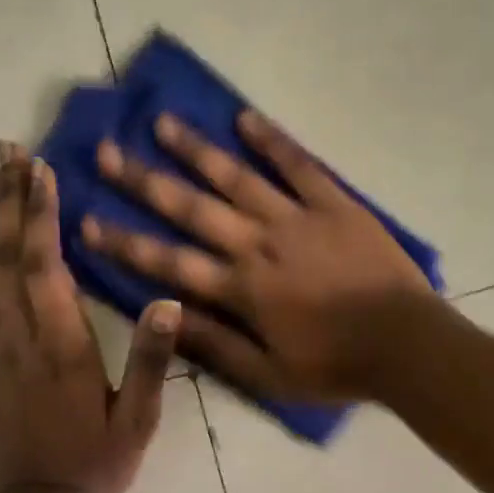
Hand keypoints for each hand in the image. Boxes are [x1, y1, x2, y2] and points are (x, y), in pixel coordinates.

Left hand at [0, 142, 180, 492]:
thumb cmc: (95, 462)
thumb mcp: (138, 420)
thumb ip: (150, 360)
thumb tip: (168, 301)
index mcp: (62, 343)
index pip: (47, 265)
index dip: (42, 213)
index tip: (40, 168)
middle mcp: (22, 335)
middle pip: (12, 255)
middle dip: (12, 199)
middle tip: (8, 152)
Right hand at [82, 111, 438, 401]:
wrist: (407, 344)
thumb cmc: (336, 366)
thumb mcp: (269, 376)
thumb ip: (215, 344)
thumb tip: (163, 315)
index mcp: (241, 289)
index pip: (168, 262)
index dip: (124, 243)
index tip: (86, 220)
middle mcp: (258, 244)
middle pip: (191, 208)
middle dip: (144, 181)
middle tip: (107, 151)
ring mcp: (297, 217)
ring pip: (237, 177)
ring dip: (197, 150)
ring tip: (163, 122)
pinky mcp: (334, 202)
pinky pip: (298, 165)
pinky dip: (272, 140)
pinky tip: (245, 117)